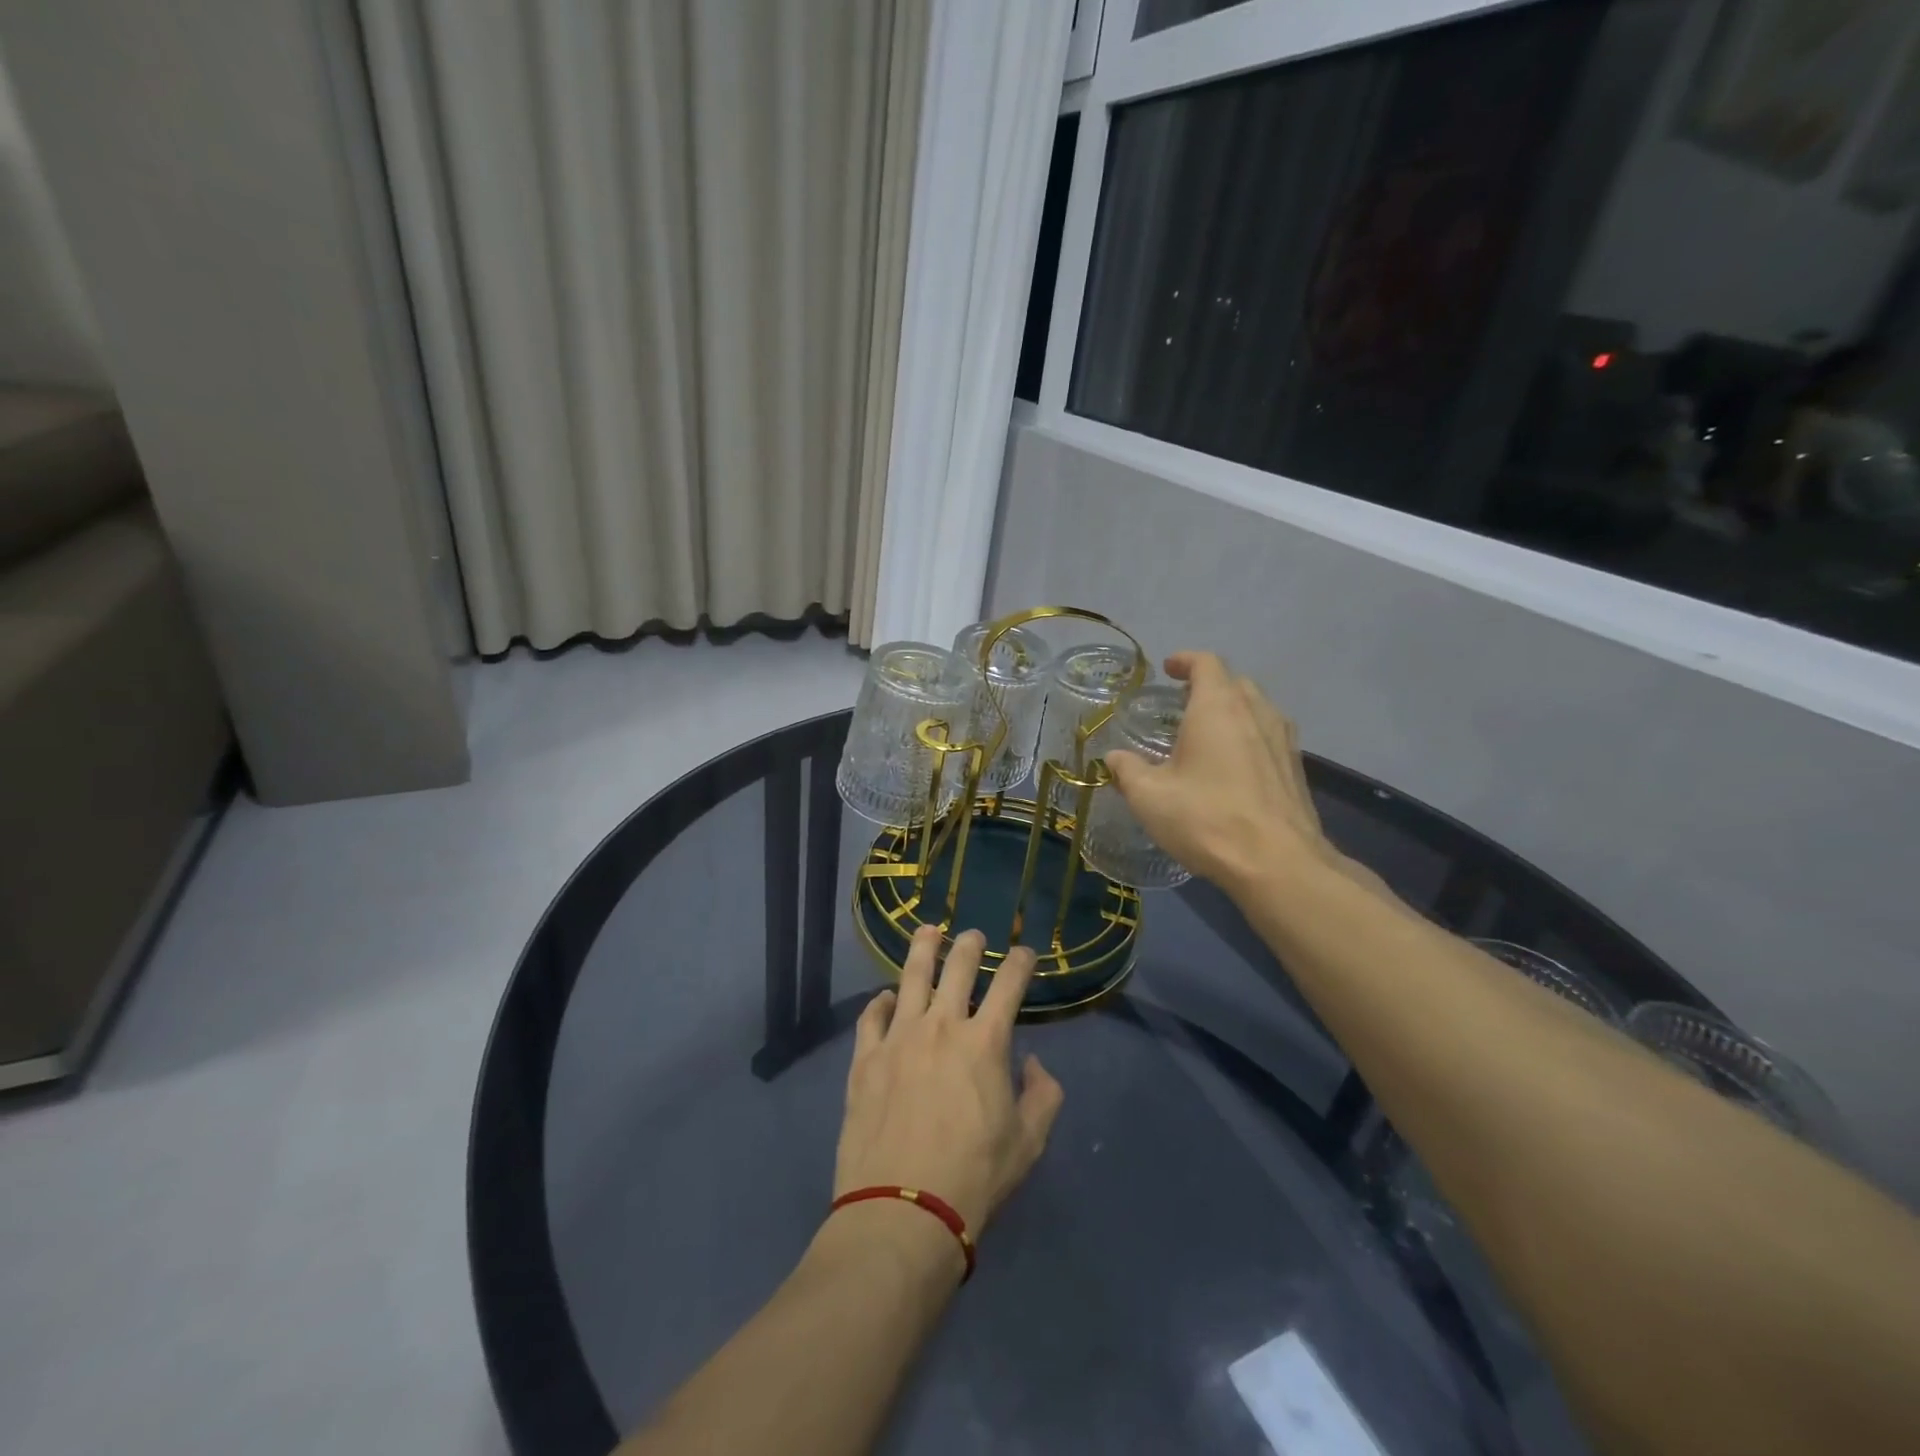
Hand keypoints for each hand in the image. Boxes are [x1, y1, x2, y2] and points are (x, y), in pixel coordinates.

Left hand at [835, 926, 1064, 1234]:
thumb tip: (1033, 1063)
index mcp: (985, 1042)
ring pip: (911, 977)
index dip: (1020, 962)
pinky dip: (881, 1001)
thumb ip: (1042, 1095)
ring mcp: (898, 1037)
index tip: (1025, 953)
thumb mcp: (1029, 1142)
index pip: (1009, 984)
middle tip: (975, 936)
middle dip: (971, 945)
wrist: (902, 1210)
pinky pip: (872, 1016)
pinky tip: (887, 997)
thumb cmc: (974, 1177)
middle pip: (958, 967)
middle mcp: (941, 1025)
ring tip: (929, 932)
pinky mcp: (865, 1059)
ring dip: (923, 949)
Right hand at [1105, 652, 1385, 900]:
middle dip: (1208, 685)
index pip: (1206, 663)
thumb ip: (1127, 770)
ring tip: (1207, 733)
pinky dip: (1248, 736)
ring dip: (1232, 710)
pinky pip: (1269, 736)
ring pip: (1257, 708)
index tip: (1168, 669)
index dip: (1185, 660)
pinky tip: (1233, 765)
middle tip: (1182, 704)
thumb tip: (1113, 758)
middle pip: (1234, 682)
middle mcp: (1255, 713)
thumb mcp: (1149, 797)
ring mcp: (1282, 740)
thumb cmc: (1206, 819)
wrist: (1277, 863)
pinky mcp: (1295, 769)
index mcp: (1218, 708)